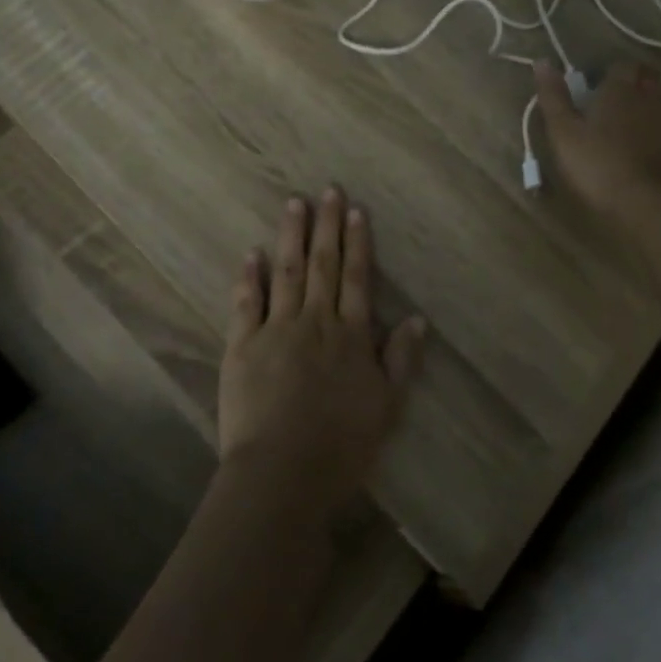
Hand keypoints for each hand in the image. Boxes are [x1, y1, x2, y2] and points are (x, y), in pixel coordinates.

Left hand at [218, 187, 425, 513]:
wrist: (282, 472)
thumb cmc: (342, 445)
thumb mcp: (387, 406)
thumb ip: (401, 360)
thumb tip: (417, 319)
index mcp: (351, 335)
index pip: (357, 278)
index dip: (358, 243)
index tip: (356, 211)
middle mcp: (315, 321)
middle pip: (322, 265)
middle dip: (327, 226)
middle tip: (328, 190)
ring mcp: (276, 330)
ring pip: (286, 272)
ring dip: (290, 236)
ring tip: (293, 204)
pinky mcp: (243, 346)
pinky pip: (247, 303)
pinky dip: (250, 277)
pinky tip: (252, 253)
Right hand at [534, 59, 660, 220]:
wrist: (646, 202)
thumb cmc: (597, 163)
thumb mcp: (563, 131)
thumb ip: (553, 96)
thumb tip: (542, 61)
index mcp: (621, 88)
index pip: (622, 65)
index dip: (608, 72)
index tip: (592, 88)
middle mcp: (650, 96)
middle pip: (646, 77)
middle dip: (632, 82)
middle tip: (610, 102)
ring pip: (660, 99)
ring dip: (646, 104)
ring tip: (625, 124)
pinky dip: (656, 127)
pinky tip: (642, 145)